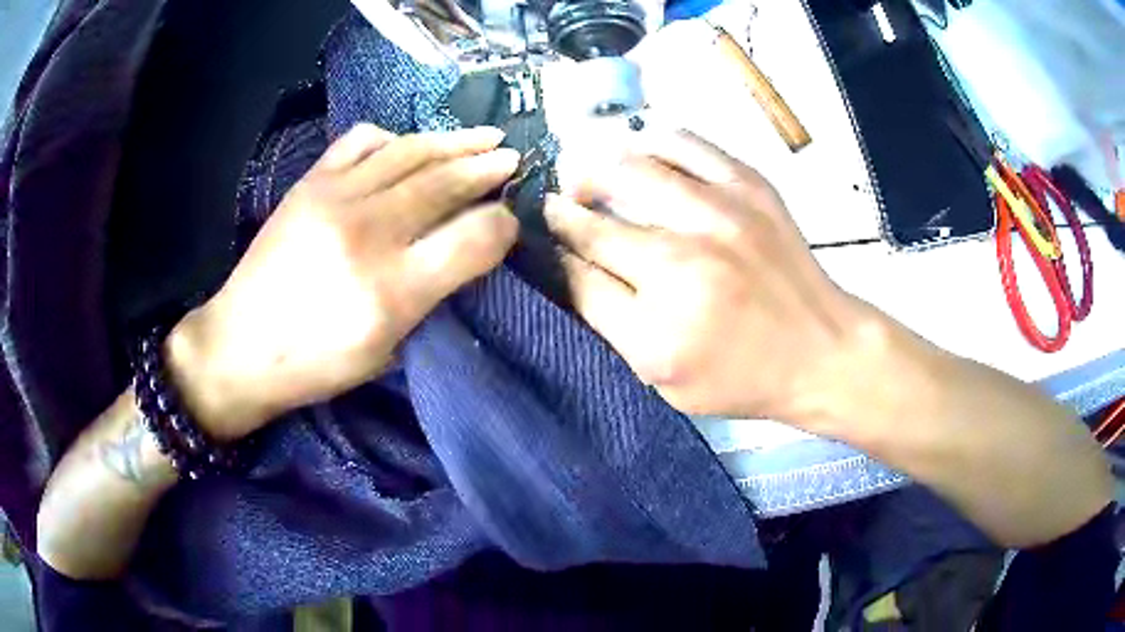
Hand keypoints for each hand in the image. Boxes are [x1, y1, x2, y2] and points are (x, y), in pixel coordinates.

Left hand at [167, 124, 519, 440]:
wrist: (240, 345)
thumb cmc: (316, 364)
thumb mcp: (386, 351)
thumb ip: (429, 297)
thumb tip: (465, 250)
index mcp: (392, 291)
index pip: (472, 239)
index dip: (503, 225)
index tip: (511, 220)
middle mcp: (368, 234)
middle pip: (445, 183)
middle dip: (488, 167)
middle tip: (512, 158)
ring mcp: (335, 199)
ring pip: (410, 152)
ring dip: (454, 141)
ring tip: (484, 135)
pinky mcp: (310, 183)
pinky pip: (362, 140)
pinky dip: (394, 137)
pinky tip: (409, 145)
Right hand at [545, 131, 883, 425]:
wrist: (821, 349)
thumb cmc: (743, 377)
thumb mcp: (666, 380)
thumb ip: (612, 325)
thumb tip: (568, 267)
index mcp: (658, 326)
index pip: (576, 275)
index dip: (551, 253)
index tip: (542, 238)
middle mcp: (683, 262)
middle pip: (593, 222)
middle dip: (563, 211)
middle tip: (557, 206)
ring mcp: (718, 214)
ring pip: (627, 168)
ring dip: (594, 169)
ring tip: (589, 176)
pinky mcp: (747, 185)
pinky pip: (681, 143)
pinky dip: (649, 145)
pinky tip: (641, 156)